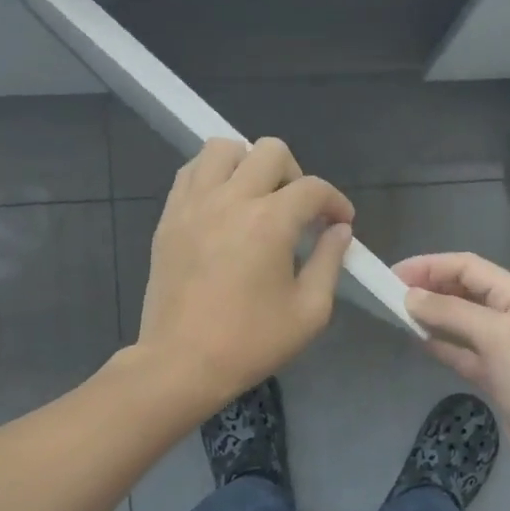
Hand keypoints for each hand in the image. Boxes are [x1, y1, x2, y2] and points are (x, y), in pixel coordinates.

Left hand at [137, 138, 353, 411]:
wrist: (181, 362)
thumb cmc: (251, 342)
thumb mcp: (310, 311)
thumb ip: (330, 262)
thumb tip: (339, 230)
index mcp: (270, 221)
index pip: (313, 188)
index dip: (336, 202)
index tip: (340, 224)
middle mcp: (231, 198)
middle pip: (270, 151)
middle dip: (295, 175)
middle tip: (298, 211)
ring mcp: (194, 204)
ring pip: (223, 147)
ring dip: (248, 164)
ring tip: (256, 199)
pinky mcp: (169, 217)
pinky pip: (191, 172)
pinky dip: (212, 176)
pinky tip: (223, 206)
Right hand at [394, 252, 509, 488]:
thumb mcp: (494, 335)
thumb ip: (451, 311)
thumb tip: (410, 297)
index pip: (468, 266)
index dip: (430, 266)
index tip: (393, 275)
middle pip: (464, 290)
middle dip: (429, 287)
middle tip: (390, 295)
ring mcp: (504, 348)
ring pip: (461, 320)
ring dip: (432, 314)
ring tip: (397, 314)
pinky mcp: (496, 377)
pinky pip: (462, 351)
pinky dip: (441, 343)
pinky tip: (417, 341)